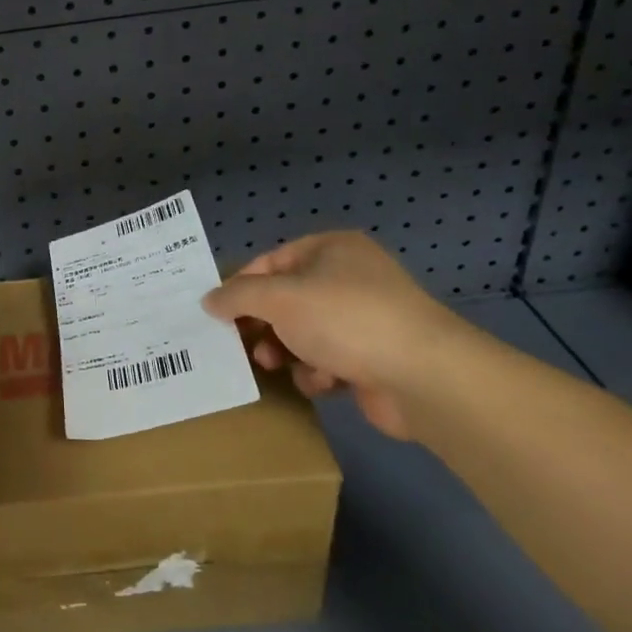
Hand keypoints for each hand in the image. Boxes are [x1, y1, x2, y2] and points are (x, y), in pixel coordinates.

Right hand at [202, 232, 484, 440]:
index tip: (217, 313)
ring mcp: (365, 319)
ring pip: (304, 332)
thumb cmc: (344, 319)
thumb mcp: (279, 298)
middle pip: (287, 299)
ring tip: (273, 365)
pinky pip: (329, 360)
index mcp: (331, 249)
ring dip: (286, 350)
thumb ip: (237, 296)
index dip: (241, 286)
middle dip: (263, 324)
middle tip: (241, 343)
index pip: (271, 261)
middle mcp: (349, 278)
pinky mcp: (374, 358)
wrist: (422, 376)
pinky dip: (318, 372)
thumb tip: (208, 300)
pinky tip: (320, 382)